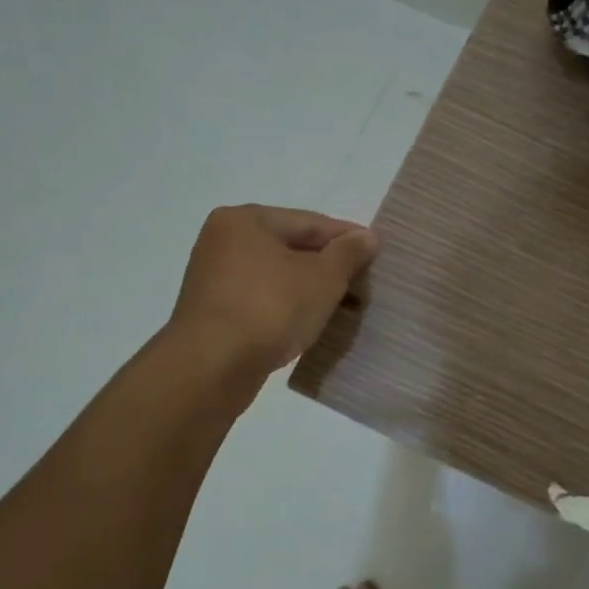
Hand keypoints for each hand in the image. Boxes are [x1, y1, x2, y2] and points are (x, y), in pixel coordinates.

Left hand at [169, 205, 378, 373]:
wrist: (211, 368)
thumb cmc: (270, 308)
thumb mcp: (323, 278)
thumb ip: (348, 254)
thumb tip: (367, 237)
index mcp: (246, 220)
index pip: (310, 222)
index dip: (347, 238)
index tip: (377, 253)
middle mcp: (224, 241)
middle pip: (292, 248)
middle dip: (329, 266)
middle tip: (364, 283)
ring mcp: (214, 278)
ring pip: (278, 277)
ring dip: (310, 289)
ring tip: (344, 307)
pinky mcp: (213, 312)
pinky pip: (262, 300)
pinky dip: (288, 307)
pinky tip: (310, 323)